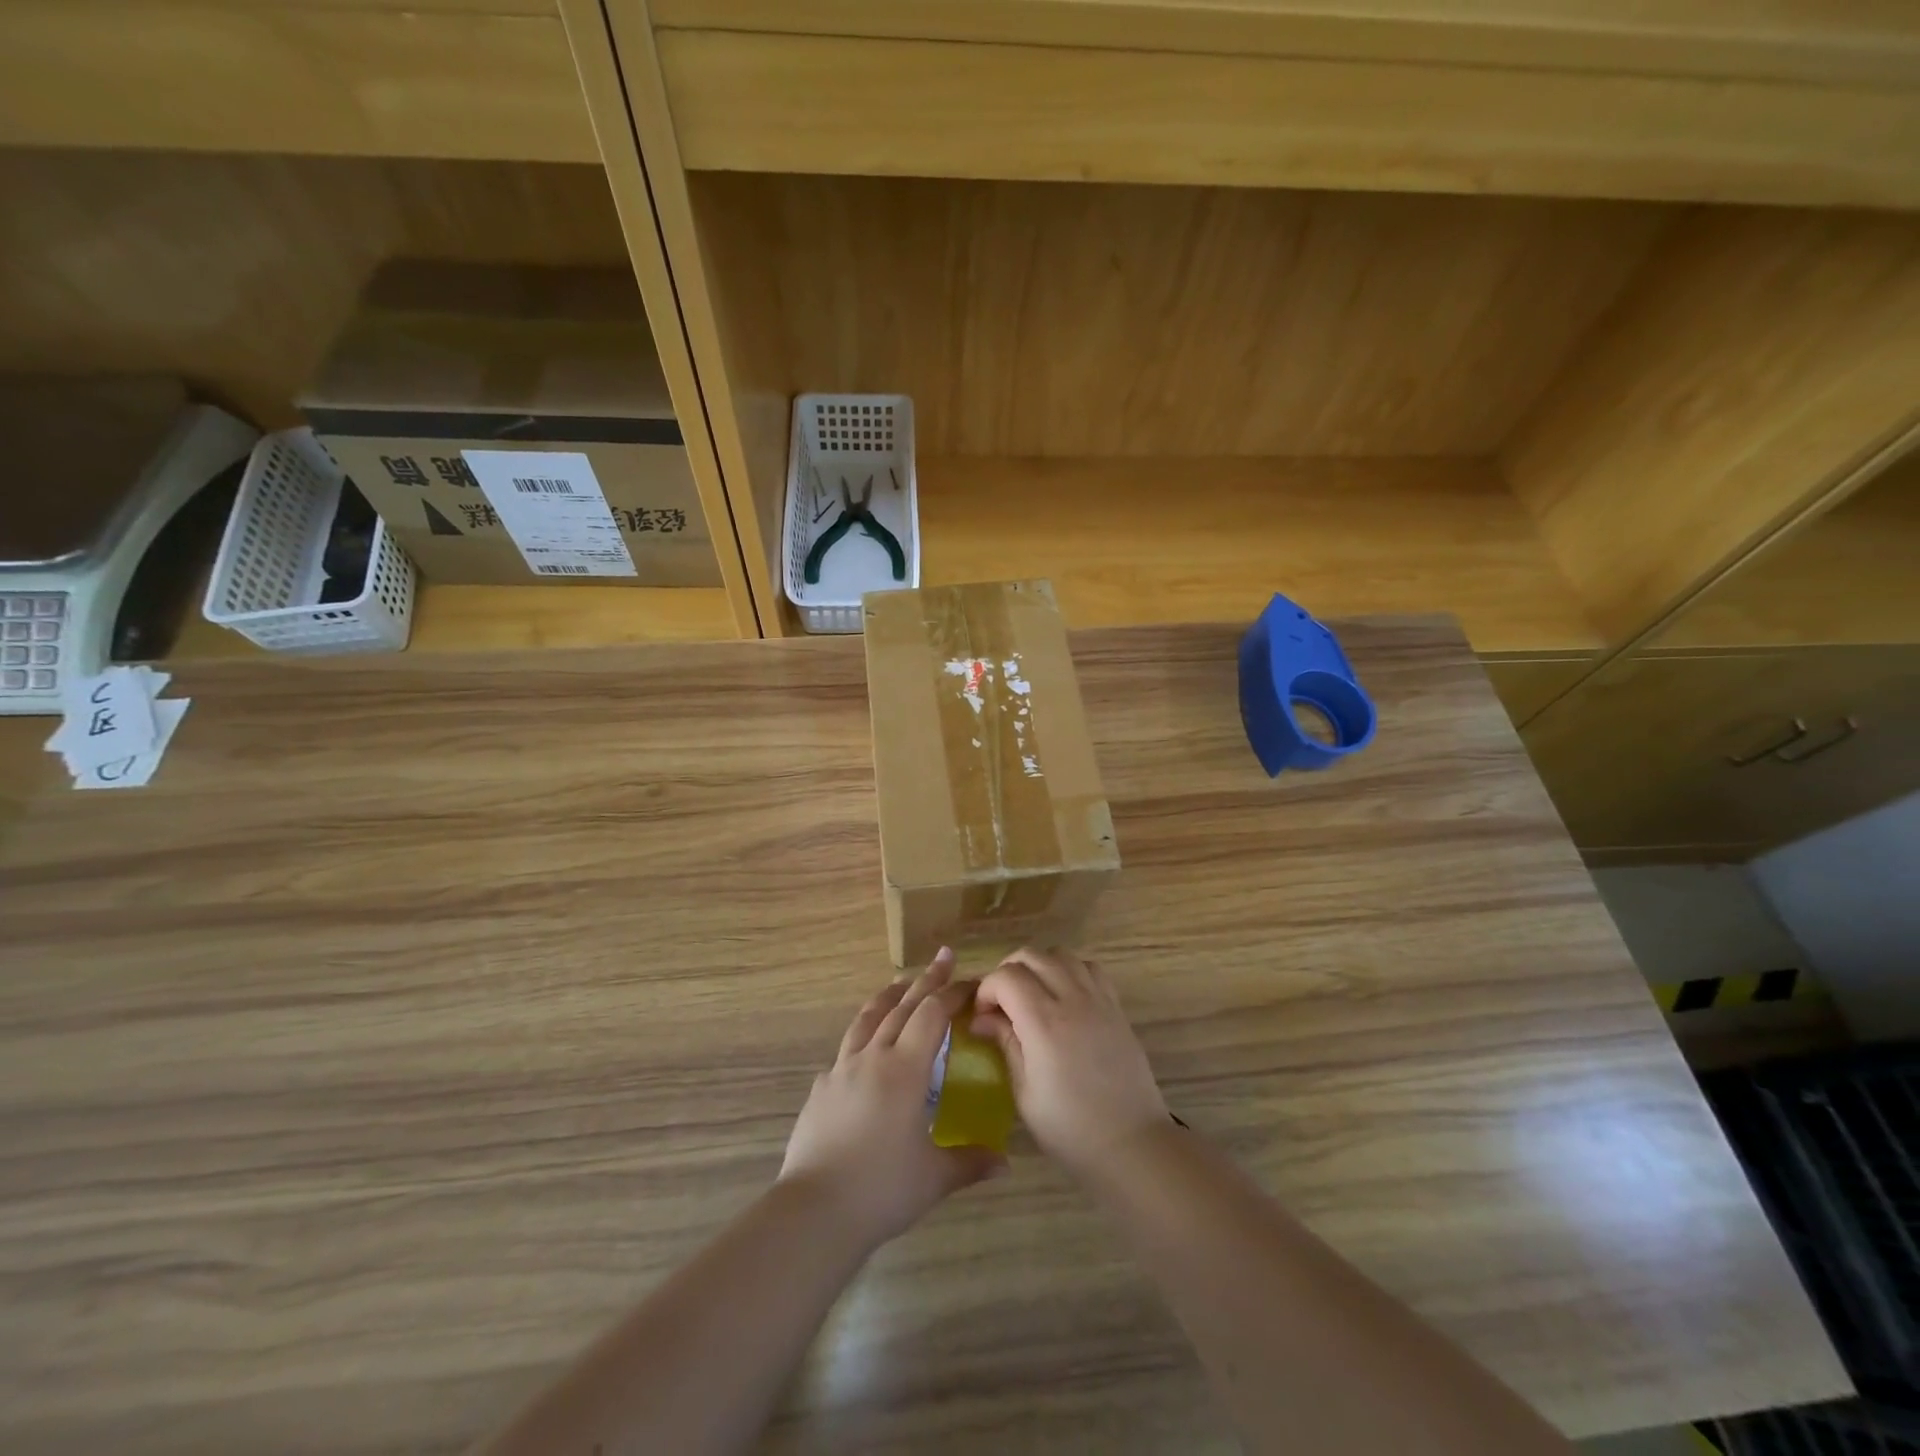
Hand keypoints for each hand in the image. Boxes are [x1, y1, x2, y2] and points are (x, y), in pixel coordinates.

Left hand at [779, 948, 1005, 1250]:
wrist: (814, 1211)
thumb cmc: (882, 1189)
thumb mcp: (934, 1177)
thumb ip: (970, 1162)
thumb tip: (1005, 1162)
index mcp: (904, 1069)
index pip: (932, 1015)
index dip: (952, 994)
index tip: (971, 981)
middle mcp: (872, 1058)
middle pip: (902, 1007)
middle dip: (926, 981)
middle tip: (943, 957)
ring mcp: (841, 1070)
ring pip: (867, 1020)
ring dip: (888, 998)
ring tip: (899, 983)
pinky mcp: (820, 1090)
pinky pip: (845, 1052)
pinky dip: (861, 1038)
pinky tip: (864, 1051)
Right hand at [971, 947, 1168, 1179]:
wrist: (1132, 1144)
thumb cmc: (1071, 1129)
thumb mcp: (1025, 1093)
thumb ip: (1006, 1045)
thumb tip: (983, 1019)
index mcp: (1043, 1023)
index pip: (1006, 977)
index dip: (986, 989)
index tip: (982, 1016)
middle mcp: (1071, 999)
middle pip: (1031, 955)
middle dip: (1007, 971)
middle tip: (1001, 1003)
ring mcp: (1098, 999)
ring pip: (1061, 954)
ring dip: (1039, 966)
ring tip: (1032, 996)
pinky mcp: (1117, 1007)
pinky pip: (1090, 968)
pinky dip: (1070, 971)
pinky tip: (1065, 998)